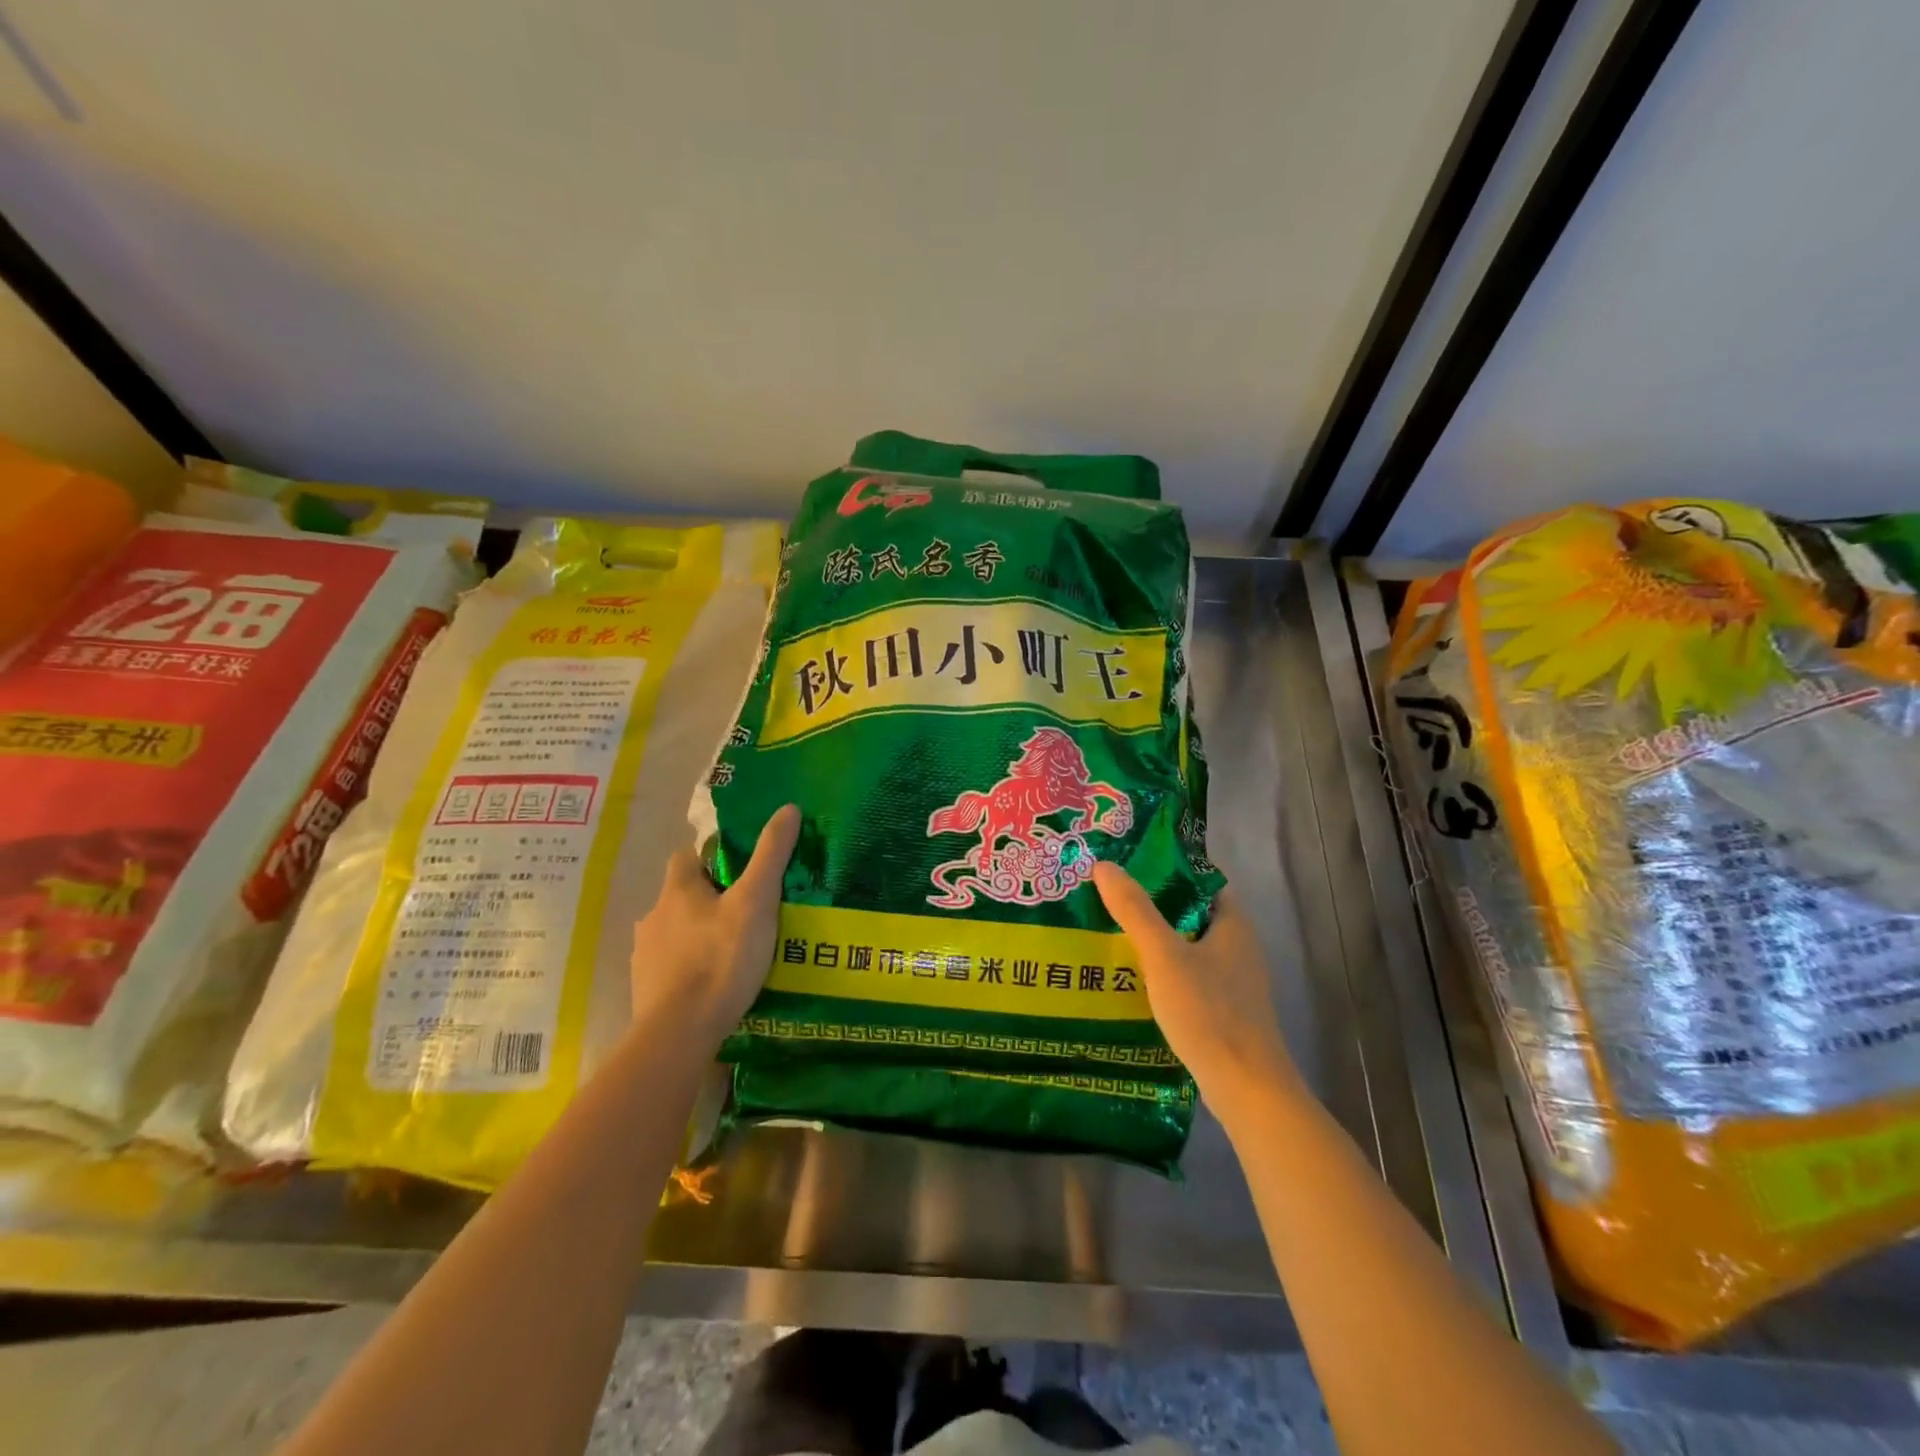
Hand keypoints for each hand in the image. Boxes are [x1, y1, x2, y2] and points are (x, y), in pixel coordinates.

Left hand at [630, 804, 799, 1052]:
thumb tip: (788, 808)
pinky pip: (670, 969)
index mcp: (677, 891)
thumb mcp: (756, 902)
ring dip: (697, 937)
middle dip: (708, 902)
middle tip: (745, 914)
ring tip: (733, 953)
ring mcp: (645, 956)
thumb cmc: (720, 959)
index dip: (712, 860)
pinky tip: (713, 986)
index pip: (687, 858)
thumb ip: (771, 855)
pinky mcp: (645, 991)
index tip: (739, 872)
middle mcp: (653, 917)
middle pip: (681, 897)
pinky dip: (688, 971)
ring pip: (675, 934)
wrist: (679, 1033)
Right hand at [1093, 864, 1303, 1123]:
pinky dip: (1162, 970)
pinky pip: (1187, 976)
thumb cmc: (1209, 1013)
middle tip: (1109, 894)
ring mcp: (1232, 981)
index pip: (1202, 879)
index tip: (1130, 861)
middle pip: (1191, 912)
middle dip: (1153, 902)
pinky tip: (1131, 976)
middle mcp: (1237, 947)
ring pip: (1187, 946)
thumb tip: (1105, 865)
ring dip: (1155, 938)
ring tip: (1110, 929)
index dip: (1168, 866)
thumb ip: (1135, 911)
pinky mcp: (1222, 1010)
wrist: (1246, 1089)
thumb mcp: (1164, 956)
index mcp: (1233, 924)